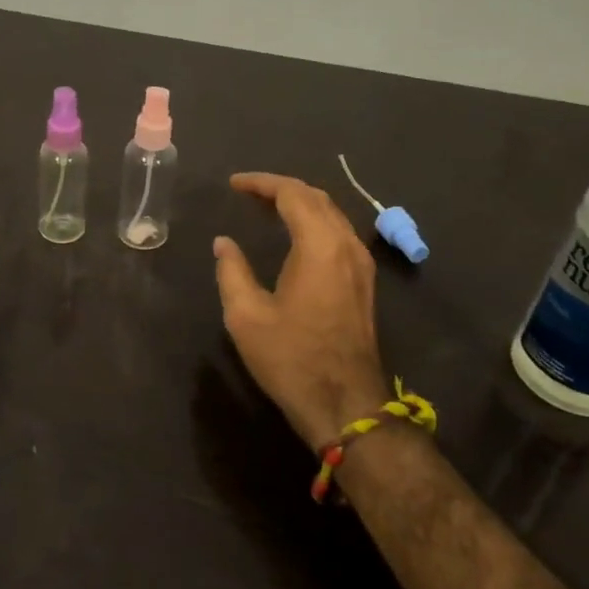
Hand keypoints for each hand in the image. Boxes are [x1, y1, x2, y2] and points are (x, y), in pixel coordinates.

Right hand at [213, 172, 390, 447]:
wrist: (345, 405)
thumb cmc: (291, 359)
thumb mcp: (246, 316)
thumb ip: (232, 271)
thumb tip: (224, 243)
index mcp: (319, 246)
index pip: (292, 194)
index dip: (261, 183)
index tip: (234, 184)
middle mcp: (346, 245)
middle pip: (316, 198)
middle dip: (281, 188)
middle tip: (248, 193)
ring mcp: (361, 264)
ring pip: (332, 214)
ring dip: (300, 204)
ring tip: (267, 208)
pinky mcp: (364, 283)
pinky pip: (340, 233)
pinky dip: (315, 222)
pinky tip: (295, 235)